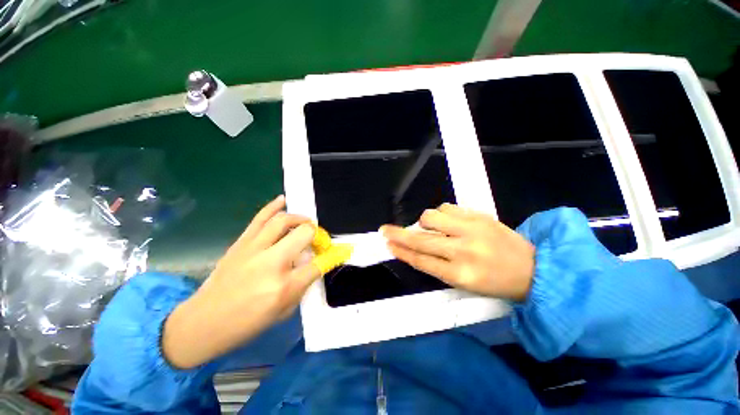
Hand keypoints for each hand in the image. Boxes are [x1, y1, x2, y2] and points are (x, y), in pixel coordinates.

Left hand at [163, 195, 322, 368]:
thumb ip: (302, 284)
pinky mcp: (241, 243)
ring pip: (283, 221)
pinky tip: (283, 200)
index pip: (319, 264)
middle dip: (316, 233)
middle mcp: (272, 264)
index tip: (341, 250)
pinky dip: (273, 206)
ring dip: (299, 218)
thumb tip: (314, 262)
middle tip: (317, 238)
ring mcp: (254, 250)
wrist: (203, 323)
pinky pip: (260, 218)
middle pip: (303, 234)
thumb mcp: (283, 311)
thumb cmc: (247, 324)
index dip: (333, 255)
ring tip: (305, 222)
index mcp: (284, 287)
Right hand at [382, 203, 534, 301]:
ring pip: (431, 217)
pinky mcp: (479, 216)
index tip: (388, 243)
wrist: (533, 269)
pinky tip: (445, 221)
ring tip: (428, 227)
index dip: (401, 251)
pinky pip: (447, 208)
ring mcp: (471, 230)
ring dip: (423, 222)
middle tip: (385, 229)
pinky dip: (440, 214)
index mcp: (459, 274)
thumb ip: (436, 265)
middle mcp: (463, 251)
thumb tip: (414, 247)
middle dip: (398, 234)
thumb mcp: (463, 283)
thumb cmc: (494, 282)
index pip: (421, 260)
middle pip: (421, 239)